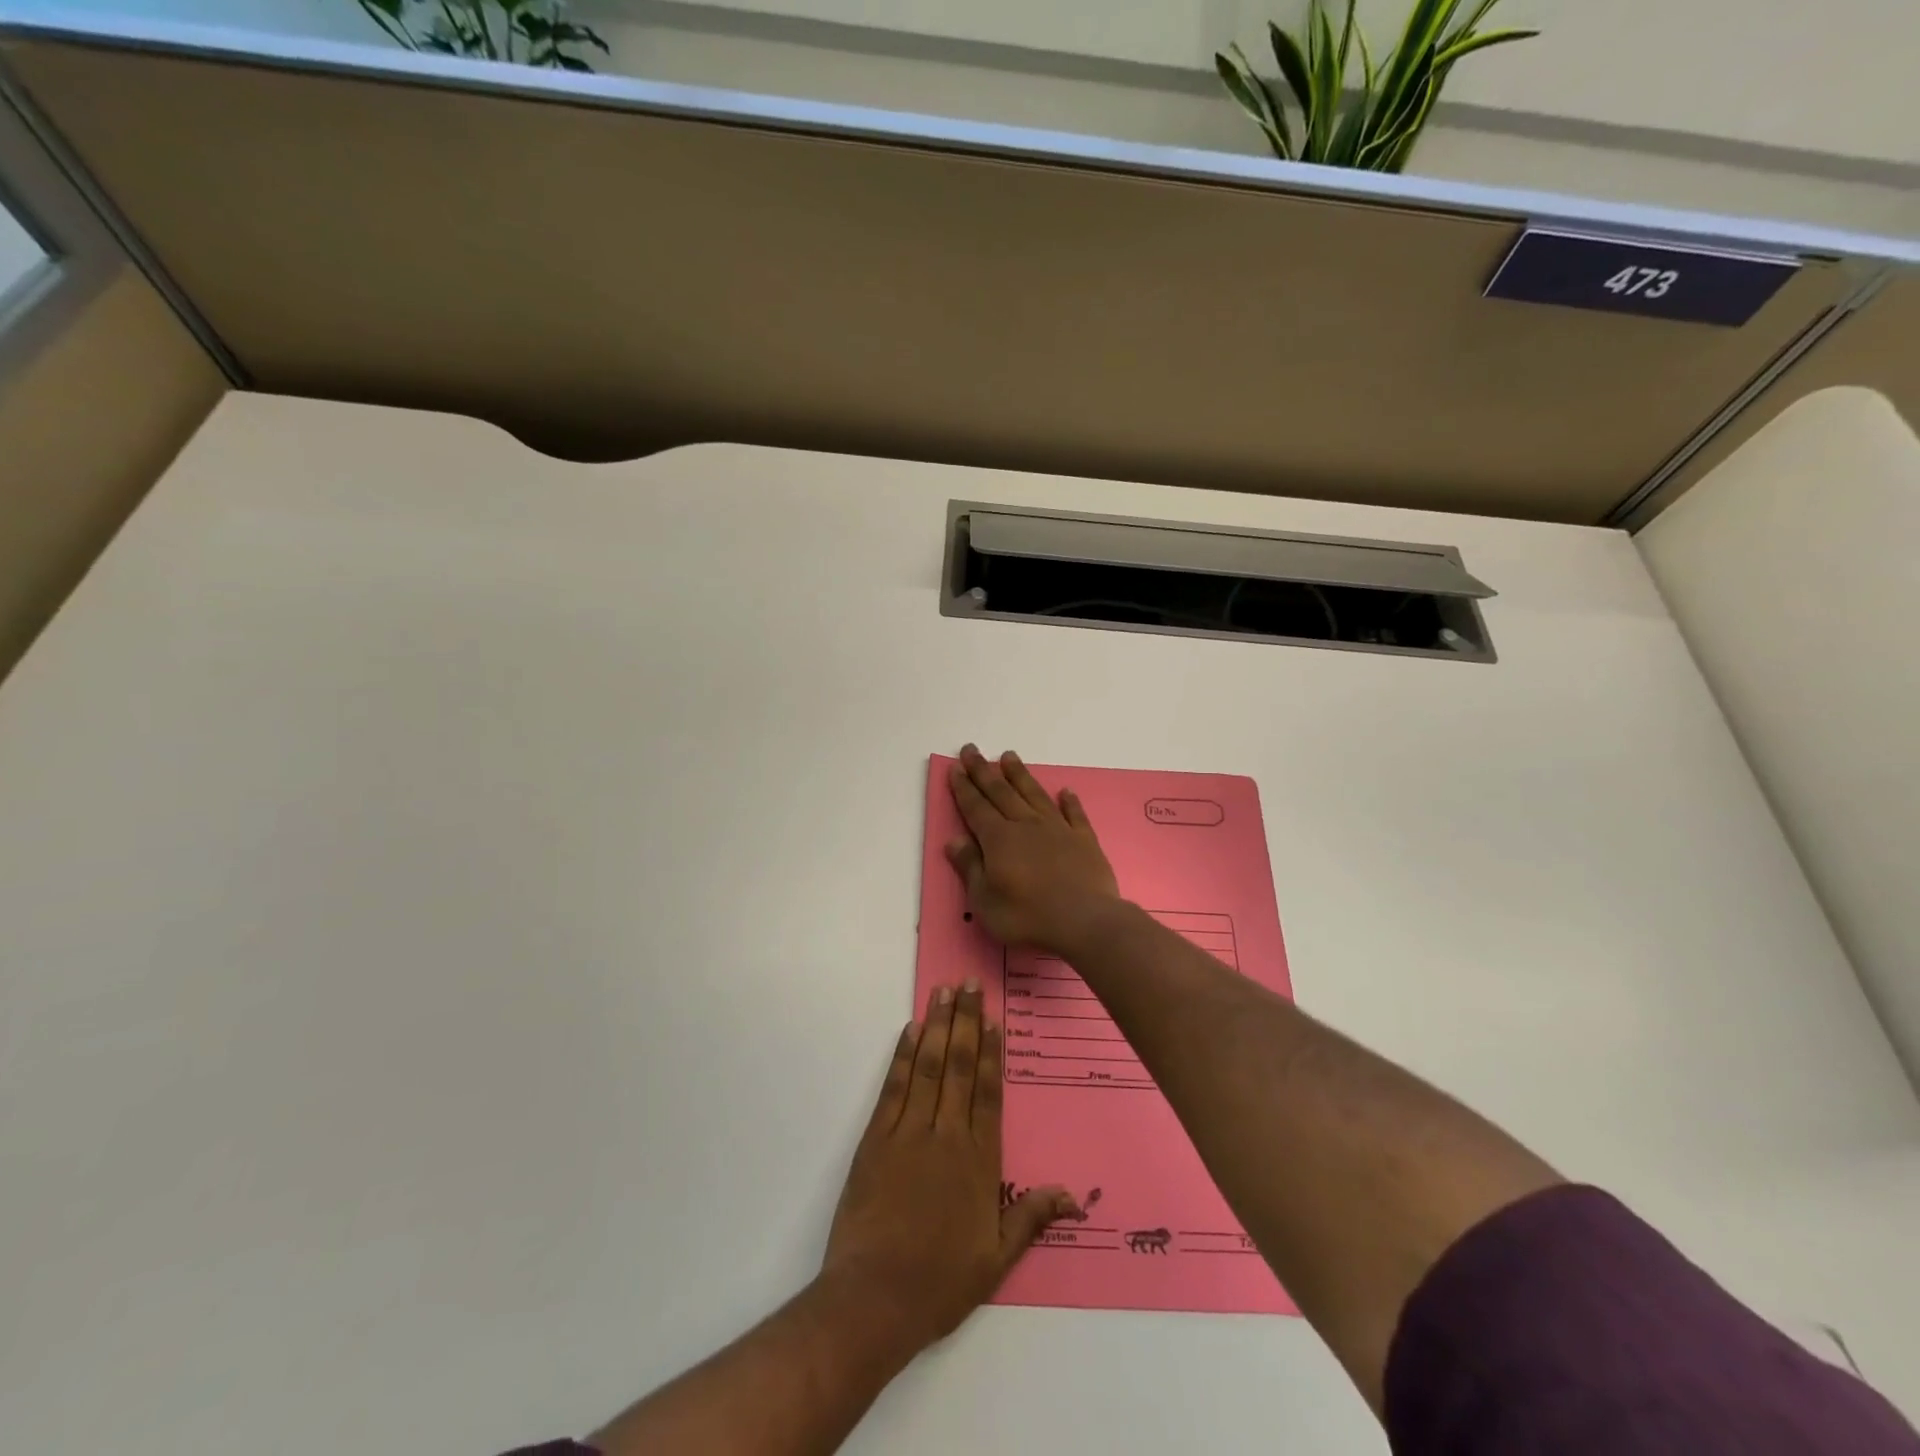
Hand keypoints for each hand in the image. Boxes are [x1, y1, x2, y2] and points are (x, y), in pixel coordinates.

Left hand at [822, 983, 1074, 1348]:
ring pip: (928, 1066)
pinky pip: (894, 1087)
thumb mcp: (996, 1259)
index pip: (987, 1092)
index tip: (993, 1018)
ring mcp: (908, 1133)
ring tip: (943, 992)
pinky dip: (903, 1056)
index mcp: (978, 1161)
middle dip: (965, 1021)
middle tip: (970, 983)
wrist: (875, 1298)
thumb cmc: (940, 1282)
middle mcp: (947, 1135)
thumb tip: (1071, 1194)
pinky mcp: (875, 1139)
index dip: (990, 1051)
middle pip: (959, 1066)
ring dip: (936, 1026)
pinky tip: (909, 1031)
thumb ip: (1030, 1218)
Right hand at [945, 745, 1123, 957]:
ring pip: (1034, 794)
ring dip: (1020, 775)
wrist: (1085, 922)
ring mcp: (1058, 829)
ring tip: (1009, 756)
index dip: (964, 788)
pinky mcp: (1084, 840)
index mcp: (999, 839)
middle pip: (1001, 792)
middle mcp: (1026, 825)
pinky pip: (1074, 814)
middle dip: (984, 771)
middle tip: (972, 750)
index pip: (976, 807)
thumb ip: (970, 867)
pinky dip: (1069, 801)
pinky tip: (1066, 791)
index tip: (956, 768)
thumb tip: (954, 840)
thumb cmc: (1027, 917)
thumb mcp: (985, 900)